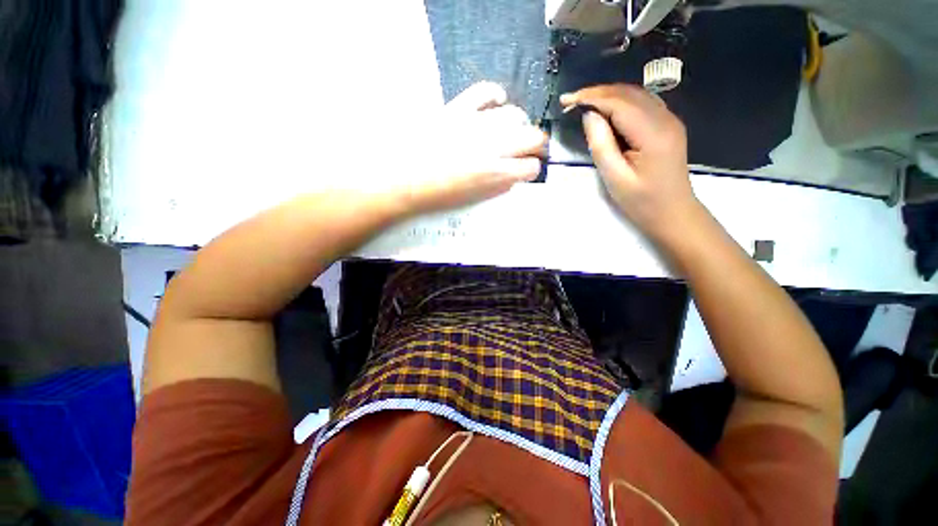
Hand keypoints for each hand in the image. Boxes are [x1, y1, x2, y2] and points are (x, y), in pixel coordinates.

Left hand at [401, 82, 546, 213]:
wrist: (405, 180)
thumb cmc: (440, 196)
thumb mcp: (475, 199)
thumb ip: (498, 186)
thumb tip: (512, 175)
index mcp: (497, 174)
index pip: (531, 167)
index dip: (531, 169)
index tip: (526, 170)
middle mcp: (495, 146)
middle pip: (533, 137)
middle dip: (536, 144)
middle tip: (529, 149)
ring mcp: (477, 124)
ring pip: (515, 114)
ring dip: (518, 124)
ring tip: (510, 130)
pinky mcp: (459, 108)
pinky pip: (485, 91)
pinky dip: (495, 95)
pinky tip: (496, 102)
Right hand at [560, 84, 700, 240]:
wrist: (673, 213)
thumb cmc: (641, 201)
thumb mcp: (615, 178)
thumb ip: (601, 145)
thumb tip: (589, 116)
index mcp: (653, 133)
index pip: (619, 103)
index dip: (591, 97)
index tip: (566, 100)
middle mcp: (665, 119)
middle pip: (628, 93)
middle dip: (597, 93)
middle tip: (570, 101)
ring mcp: (669, 120)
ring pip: (636, 95)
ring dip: (608, 95)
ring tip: (583, 103)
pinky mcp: (667, 125)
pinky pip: (642, 104)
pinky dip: (620, 102)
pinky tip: (606, 110)